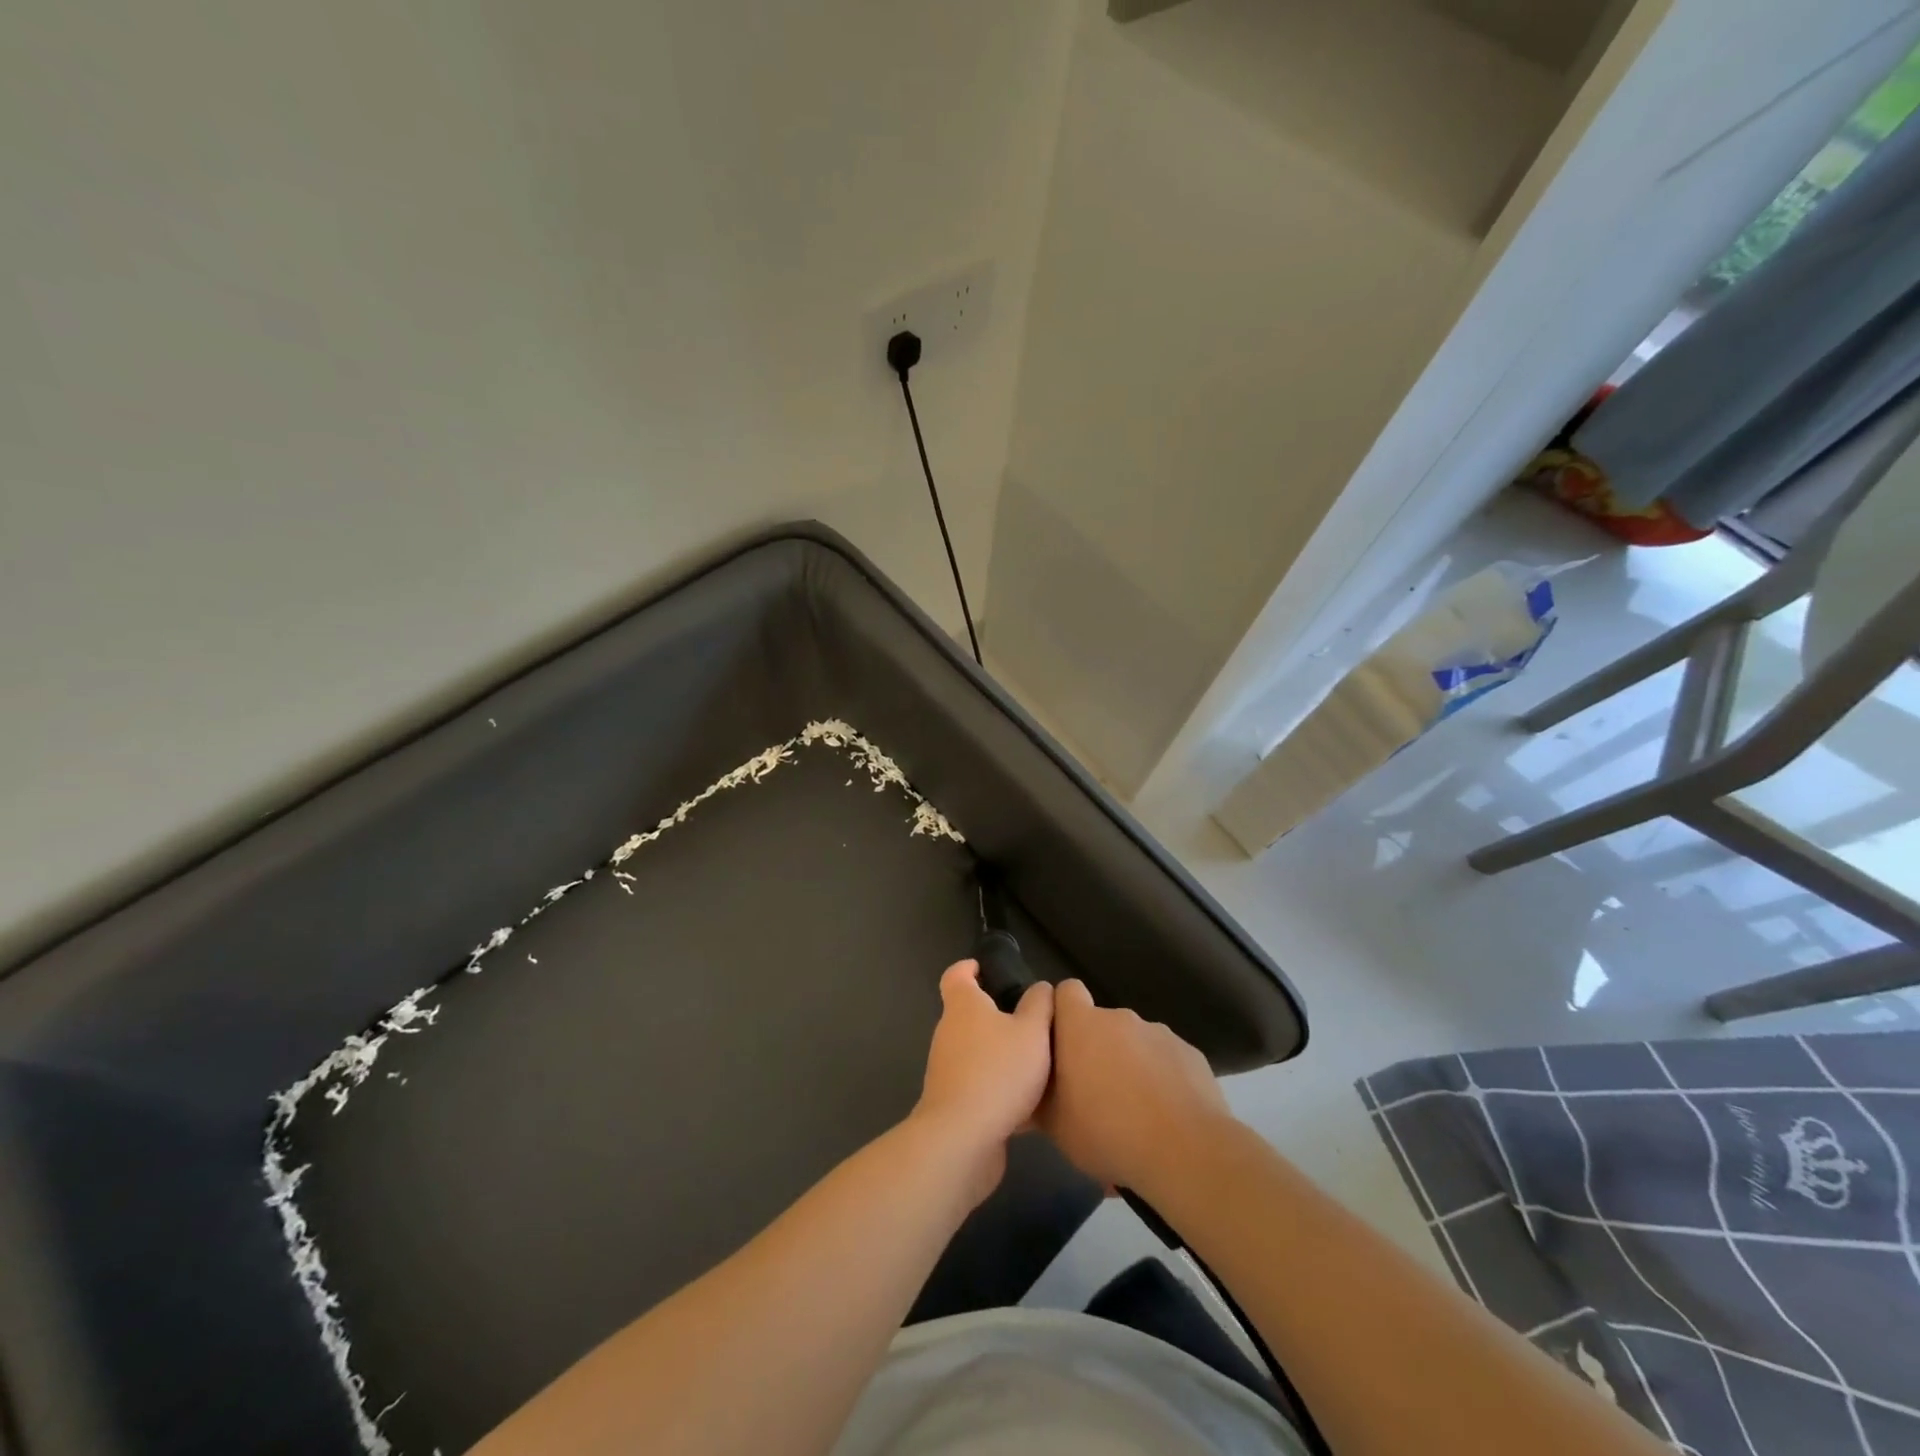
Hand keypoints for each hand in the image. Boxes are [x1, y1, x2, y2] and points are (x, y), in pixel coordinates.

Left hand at [913, 960, 1053, 1204]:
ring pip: (978, 1053)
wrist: (963, 1139)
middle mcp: (949, 1033)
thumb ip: (1040, 1005)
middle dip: (997, 1016)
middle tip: (1033, 1022)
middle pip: (970, 1015)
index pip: (956, 975)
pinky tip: (1032, 1106)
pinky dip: (1001, 1090)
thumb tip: (1040, 988)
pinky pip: (981, 1086)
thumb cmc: (998, 1071)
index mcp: (963, 1006)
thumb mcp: (1032, 1031)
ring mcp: (947, 1069)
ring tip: (1039, 1063)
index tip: (988, 969)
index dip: (970, 968)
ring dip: (1001, 1055)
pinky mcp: (954, 1103)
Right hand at [1039, 979, 1230, 1193]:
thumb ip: (1041, 1096)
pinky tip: (1165, 1117)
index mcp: (1081, 1026)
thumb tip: (1033, 1091)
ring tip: (1134, 1113)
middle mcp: (1120, 1018)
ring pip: (1135, 1044)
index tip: (1060, 1043)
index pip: (1065, 992)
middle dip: (1097, 1050)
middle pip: (1101, 1024)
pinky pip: (1166, 1061)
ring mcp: (1159, 1033)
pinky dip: (1161, 1080)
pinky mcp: (1190, 1054)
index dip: (1062, 1012)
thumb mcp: (1056, 1127)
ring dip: (1130, 1066)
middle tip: (1095, 1094)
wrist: (1186, 1153)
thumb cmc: (1108, 1132)